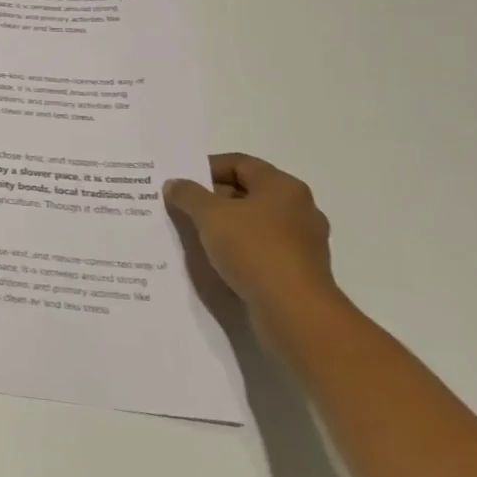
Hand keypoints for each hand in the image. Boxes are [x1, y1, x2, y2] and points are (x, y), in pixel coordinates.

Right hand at [163, 153, 339, 329]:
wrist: (294, 312)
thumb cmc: (254, 250)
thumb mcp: (210, 215)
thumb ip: (188, 194)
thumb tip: (175, 185)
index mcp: (283, 187)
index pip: (239, 163)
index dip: (206, 167)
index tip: (180, 181)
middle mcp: (298, 209)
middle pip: (247, 192)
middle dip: (212, 198)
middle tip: (181, 206)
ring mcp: (302, 242)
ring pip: (253, 223)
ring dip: (224, 226)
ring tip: (193, 233)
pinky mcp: (298, 271)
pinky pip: (260, 249)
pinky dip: (238, 249)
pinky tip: (216, 259)